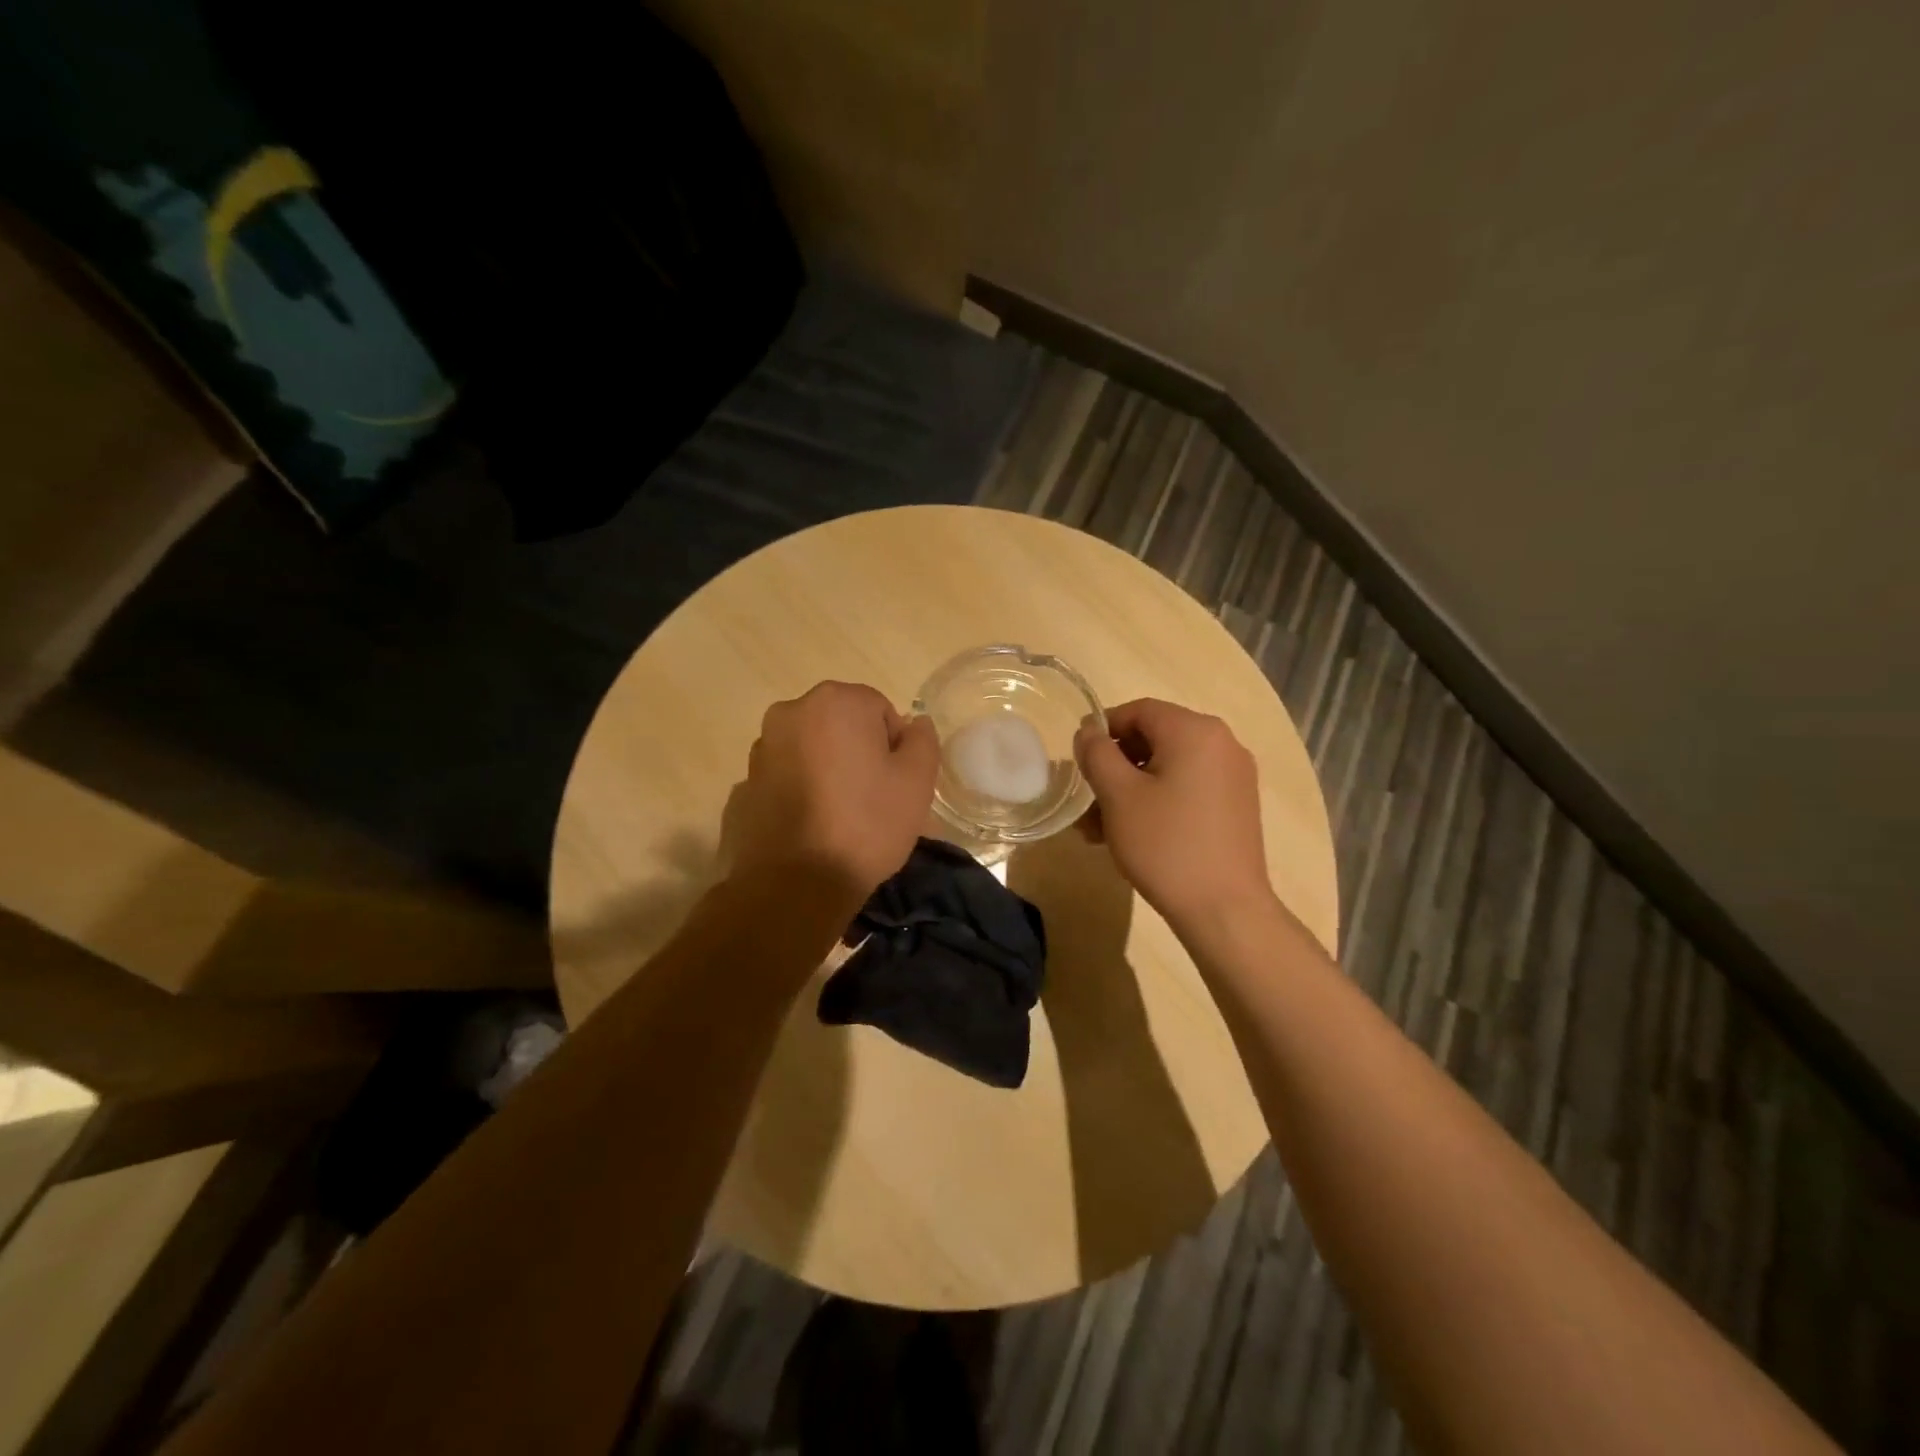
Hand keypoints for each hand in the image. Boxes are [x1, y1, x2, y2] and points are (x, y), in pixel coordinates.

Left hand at [727, 681, 938, 907]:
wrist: (795, 884)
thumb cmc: (866, 824)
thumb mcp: (917, 781)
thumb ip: (922, 741)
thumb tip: (914, 724)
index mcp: (835, 701)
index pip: (880, 711)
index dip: (895, 748)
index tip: (895, 784)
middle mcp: (791, 712)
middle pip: (842, 725)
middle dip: (859, 753)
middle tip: (872, 799)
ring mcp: (762, 748)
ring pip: (812, 750)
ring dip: (828, 770)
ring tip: (840, 816)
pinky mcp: (744, 783)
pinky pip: (787, 777)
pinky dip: (801, 791)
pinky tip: (812, 826)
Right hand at [1074, 699, 1271, 927]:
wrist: (1225, 910)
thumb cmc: (1166, 845)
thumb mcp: (1118, 796)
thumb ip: (1097, 754)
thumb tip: (1088, 731)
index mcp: (1195, 731)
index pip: (1138, 711)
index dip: (1102, 730)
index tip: (1079, 762)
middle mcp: (1222, 743)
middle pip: (1154, 739)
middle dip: (1114, 767)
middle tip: (1087, 802)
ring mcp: (1234, 776)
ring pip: (1168, 768)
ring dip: (1130, 790)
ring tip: (1099, 829)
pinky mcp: (1236, 806)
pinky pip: (1187, 789)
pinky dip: (1157, 801)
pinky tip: (1132, 835)